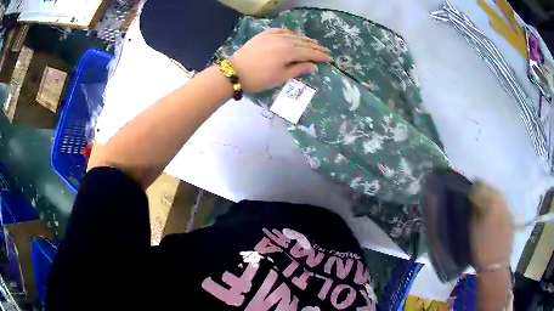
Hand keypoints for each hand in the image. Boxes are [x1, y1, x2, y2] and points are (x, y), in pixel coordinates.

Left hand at [229, 28, 332, 92]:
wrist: (235, 71)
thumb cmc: (259, 78)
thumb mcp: (281, 77)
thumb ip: (299, 69)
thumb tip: (314, 66)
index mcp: (289, 51)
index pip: (310, 53)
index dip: (321, 56)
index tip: (330, 58)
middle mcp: (284, 40)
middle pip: (304, 43)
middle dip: (316, 47)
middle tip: (325, 50)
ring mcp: (273, 36)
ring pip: (293, 35)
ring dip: (305, 39)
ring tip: (313, 42)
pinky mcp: (264, 35)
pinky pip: (281, 31)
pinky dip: (289, 33)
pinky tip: (293, 35)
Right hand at [469, 182, 514, 269]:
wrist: (495, 266)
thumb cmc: (482, 250)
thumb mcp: (474, 231)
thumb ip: (475, 213)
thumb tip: (473, 202)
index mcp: (493, 205)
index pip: (485, 189)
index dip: (477, 187)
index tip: (472, 187)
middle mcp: (503, 204)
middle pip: (495, 191)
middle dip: (487, 190)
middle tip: (479, 192)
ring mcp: (509, 212)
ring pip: (501, 199)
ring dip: (493, 197)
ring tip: (486, 201)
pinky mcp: (511, 220)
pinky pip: (505, 207)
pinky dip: (499, 206)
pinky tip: (494, 211)